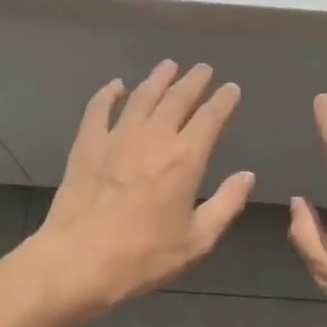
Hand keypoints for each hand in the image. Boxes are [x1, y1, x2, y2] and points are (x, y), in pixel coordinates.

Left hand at [28, 61, 255, 317]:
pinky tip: (116, 85)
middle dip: (193, 81)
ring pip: (141, 97)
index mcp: (185, 159)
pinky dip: (109, 93)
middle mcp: (154, 138)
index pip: (210, 118)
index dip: (223, 100)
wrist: (79, 260)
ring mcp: (116, 137)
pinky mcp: (87, 145)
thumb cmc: (143, 256)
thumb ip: (226, 204)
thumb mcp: (196, 240)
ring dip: (157, 79)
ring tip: (168, 66)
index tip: (231, 89)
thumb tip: (247, 176)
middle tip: (202, 69)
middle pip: (177, 98)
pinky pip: (99, 109)